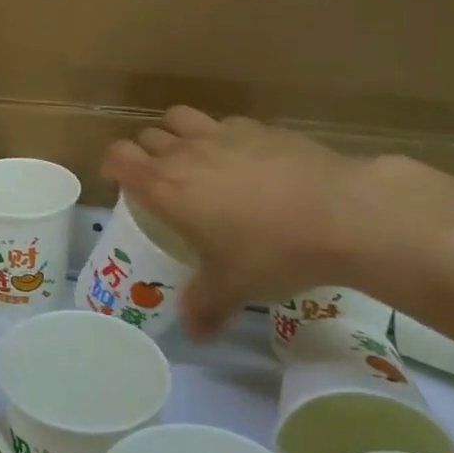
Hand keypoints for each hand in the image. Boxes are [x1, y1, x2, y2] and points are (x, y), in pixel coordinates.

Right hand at [101, 108, 380, 339]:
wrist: (339, 212)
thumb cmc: (270, 251)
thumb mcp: (233, 288)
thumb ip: (205, 307)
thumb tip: (195, 334)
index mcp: (165, 186)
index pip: (118, 157)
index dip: (113, 166)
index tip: (120, 183)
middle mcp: (185, 152)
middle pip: (147, 136)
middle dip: (146, 154)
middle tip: (161, 182)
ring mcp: (223, 133)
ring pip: (180, 118)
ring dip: (177, 134)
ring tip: (194, 160)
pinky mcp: (259, 126)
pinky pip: (225, 123)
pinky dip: (222, 137)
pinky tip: (245, 161)